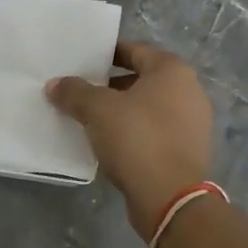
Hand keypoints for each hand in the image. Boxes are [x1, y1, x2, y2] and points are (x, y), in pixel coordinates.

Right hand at [48, 42, 212, 236]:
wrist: (171, 198)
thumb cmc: (137, 139)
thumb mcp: (97, 110)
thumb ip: (74, 92)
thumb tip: (55, 84)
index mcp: (172, 71)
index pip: (135, 50)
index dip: (107, 54)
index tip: (82, 63)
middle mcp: (189, 91)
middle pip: (142, 79)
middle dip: (111, 85)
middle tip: (81, 92)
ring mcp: (192, 123)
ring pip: (148, 108)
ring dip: (122, 111)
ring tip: (90, 119)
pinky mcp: (187, 151)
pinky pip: (154, 132)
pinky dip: (134, 133)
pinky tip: (109, 143)